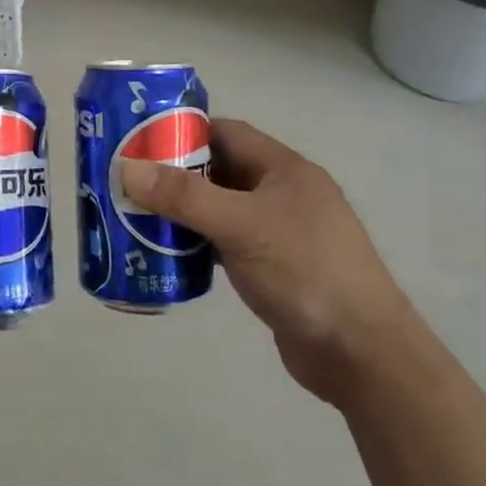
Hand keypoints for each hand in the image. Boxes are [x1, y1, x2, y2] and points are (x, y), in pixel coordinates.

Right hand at [120, 118, 409, 405]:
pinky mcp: (274, 269)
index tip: (138, 141)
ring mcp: (280, 233)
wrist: (360, 352)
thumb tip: (126, 168)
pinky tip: (168, 255)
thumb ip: (183, 196)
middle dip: (175, 176)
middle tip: (128, 183)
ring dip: (184, 213)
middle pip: (220, 171)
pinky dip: (198, 245)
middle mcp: (283, 193)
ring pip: (221, 210)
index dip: (183, 132)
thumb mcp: (240, 225)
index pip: (226, 133)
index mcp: (284, 169)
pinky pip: (226, 244)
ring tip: (137, 217)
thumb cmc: (304, 271)